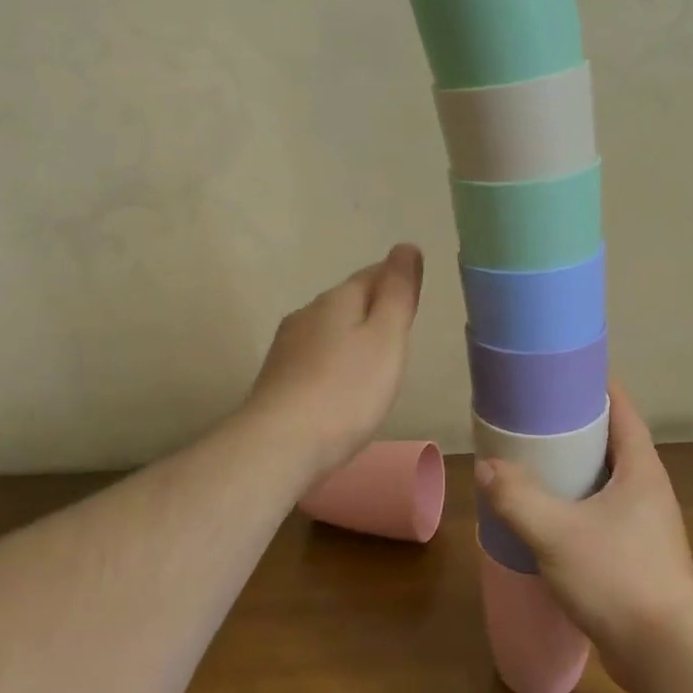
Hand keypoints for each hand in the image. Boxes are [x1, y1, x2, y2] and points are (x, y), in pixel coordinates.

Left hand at [244, 244, 423, 477]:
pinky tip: (342, 386)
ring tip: (375, 360)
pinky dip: (335, 363)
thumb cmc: (346, 390)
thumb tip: (406, 247)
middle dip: (373, 309)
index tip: (414, 293)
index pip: (372, 274)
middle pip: (348, 301)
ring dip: (352, 338)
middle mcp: (307, 314)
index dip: (396, 280)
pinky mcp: (278, 379)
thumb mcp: (386, 338)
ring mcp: (288, 347)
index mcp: (337, 300)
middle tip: (400, 329)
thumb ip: (398, 293)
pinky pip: (316, 359)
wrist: (280, 445)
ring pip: (329, 330)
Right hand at [477, 382, 692, 692]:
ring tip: (535, 466)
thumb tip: (487, 468)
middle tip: (535, 420)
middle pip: (614, 444)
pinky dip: (579, 508)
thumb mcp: (556, 533)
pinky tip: (550, 521)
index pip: (623, 410)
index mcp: (641, 469)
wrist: (667, 655)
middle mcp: (650, 491)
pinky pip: (606, 517)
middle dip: (578, 429)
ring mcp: (648, 527)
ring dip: (577, 472)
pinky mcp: (640, 558)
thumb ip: (517, 498)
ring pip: (609, 483)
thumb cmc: (617, 577)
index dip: (596, 386)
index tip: (562, 374)